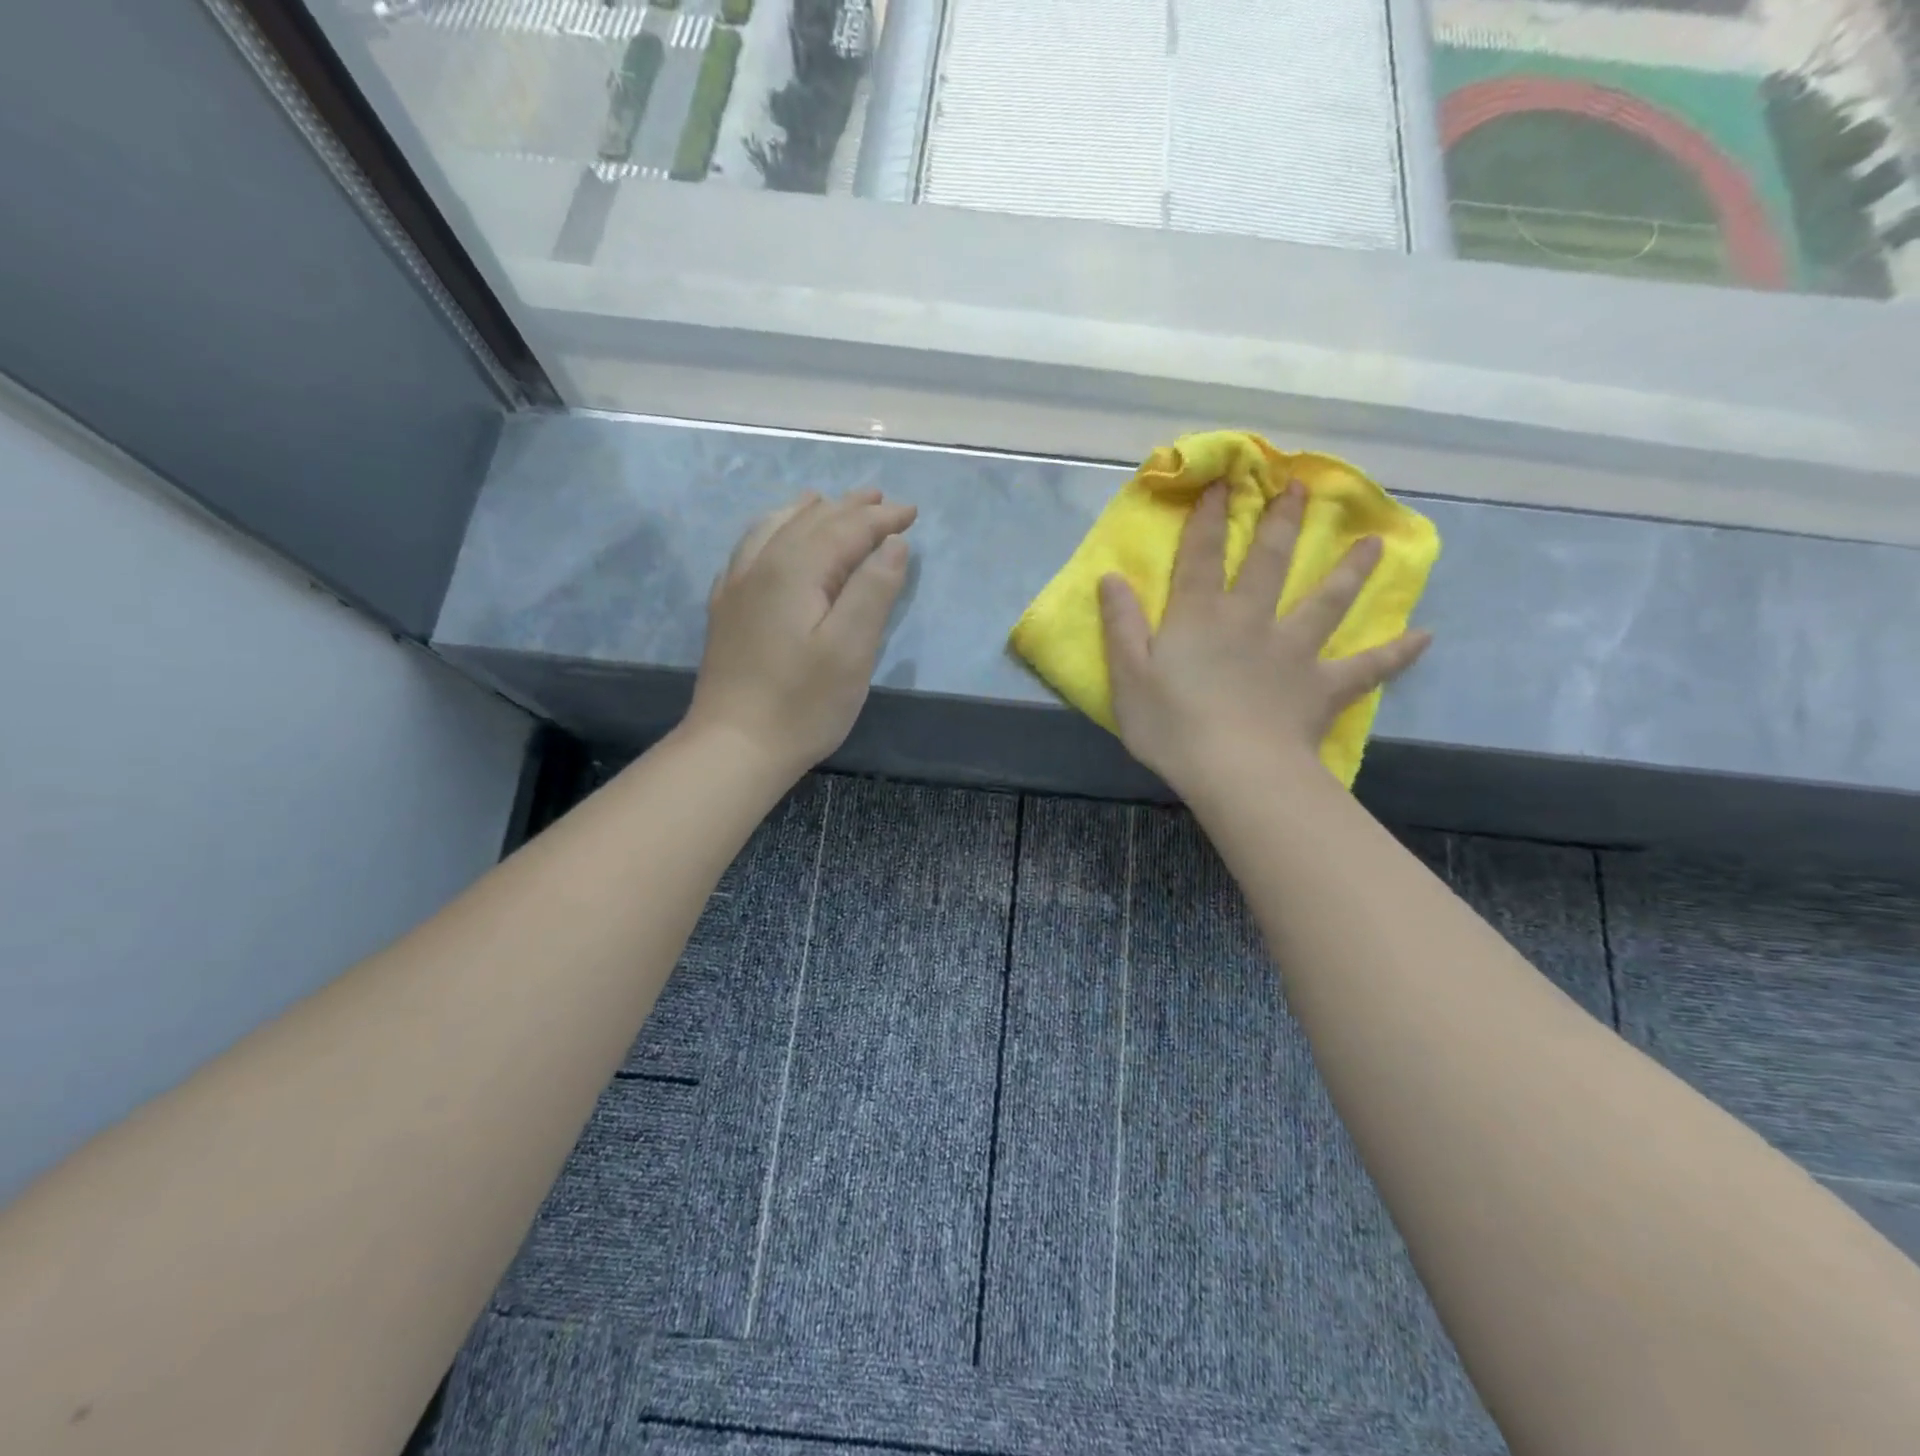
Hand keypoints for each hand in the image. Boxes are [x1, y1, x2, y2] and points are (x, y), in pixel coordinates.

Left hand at [685, 488, 916, 778]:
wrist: (734, 746)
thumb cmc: (802, 703)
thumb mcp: (852, 649)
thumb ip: (874, 590)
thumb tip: (893, 544)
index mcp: (795, 570)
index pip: (846, 529)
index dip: (881, 519)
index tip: (912, 512)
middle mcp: (761, 565)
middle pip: (810, 521)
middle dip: (849, 508)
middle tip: (881, 500)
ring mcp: (736, 586)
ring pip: (774, 528)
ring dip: (808, 512)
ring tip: (826, 501)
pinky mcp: (726, 610)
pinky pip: (749, 549)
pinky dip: (773, 532)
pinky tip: (774, 540)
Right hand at [1098, 480, 1429, 797]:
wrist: (1235, 770)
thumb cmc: (1172, 725)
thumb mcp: (1128, 676)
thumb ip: (1122, 625)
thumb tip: (1111, 578)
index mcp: (1201, 616)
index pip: (1203, 555)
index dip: (1211, 517)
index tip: (1225, 482)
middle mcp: (1251, 620)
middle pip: (1270, 563)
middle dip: (1282, 523)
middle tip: (1301, 488)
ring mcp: (1293, 651)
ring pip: (1327, 602)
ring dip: (1350, 571)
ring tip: (1374, 544)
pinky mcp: (1322, 686)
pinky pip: (1367, 667)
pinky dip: (1396, 653)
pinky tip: (1426, 637)